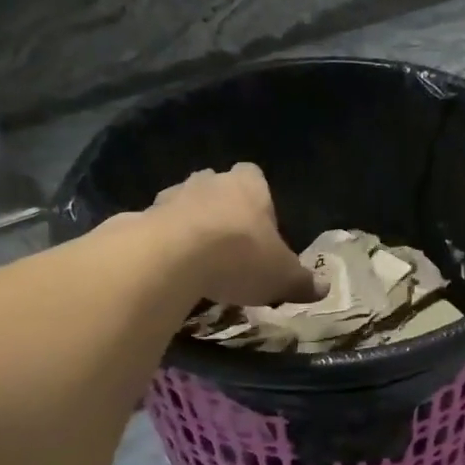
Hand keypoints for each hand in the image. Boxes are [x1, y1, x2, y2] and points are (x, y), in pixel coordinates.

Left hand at [148, 164, 319, 306]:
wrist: (172, 258)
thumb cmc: (240, 257)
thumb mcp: (282, 277)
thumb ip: (302, 281)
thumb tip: (323, 288)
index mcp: (248, 185)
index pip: (254, 176)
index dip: (258, 200)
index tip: (260, 228)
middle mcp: (208, 182)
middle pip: (216, 188)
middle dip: (221, 211)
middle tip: (229, 246)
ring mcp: (170, 197)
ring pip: (183, 206)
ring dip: (189, 227)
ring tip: (197, 263)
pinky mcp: (140, 219)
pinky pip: (156, 230)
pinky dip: (162, 246)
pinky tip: (168, 272)